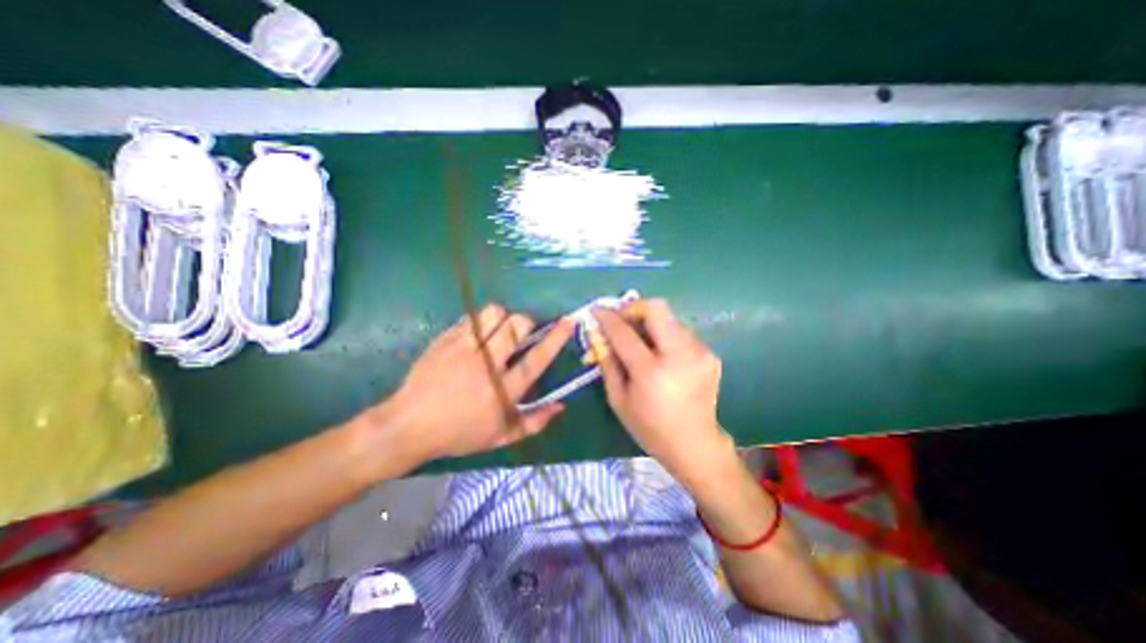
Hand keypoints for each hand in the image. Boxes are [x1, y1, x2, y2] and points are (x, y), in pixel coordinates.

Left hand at [376, 303, 572, 464]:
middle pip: (516, 326)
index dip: (555, 338)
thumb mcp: (501, 437)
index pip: (536, 358)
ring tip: (498, 330)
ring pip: (493, 314)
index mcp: (503, 390)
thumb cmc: (458, 434)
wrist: (408, 426)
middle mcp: (487, 365)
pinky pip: (470, 318)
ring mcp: (464, 349)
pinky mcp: (446, 340)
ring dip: (502, 317)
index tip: (568, 322)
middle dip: (526, 322)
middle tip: (522, 332)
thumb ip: (535, 422)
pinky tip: (476, 335)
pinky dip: (480, 322)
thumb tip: (561, 405)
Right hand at [596, 301, 727, 476]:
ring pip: (669, 318)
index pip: (624, 333)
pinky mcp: (710, 354)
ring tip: (642, 342)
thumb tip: (598, 335)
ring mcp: (699, 352)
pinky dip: (665, 337)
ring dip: (650, 324)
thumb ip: (607, 364)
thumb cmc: (650, 427)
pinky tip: (662, 356)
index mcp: (651, 372)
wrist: (695, 444)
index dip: (608, 318)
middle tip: (622, 320)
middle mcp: (679, 356)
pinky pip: (681, 333)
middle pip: (656, 308)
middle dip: (634, 308)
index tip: (597, 311)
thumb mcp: (618, 400)